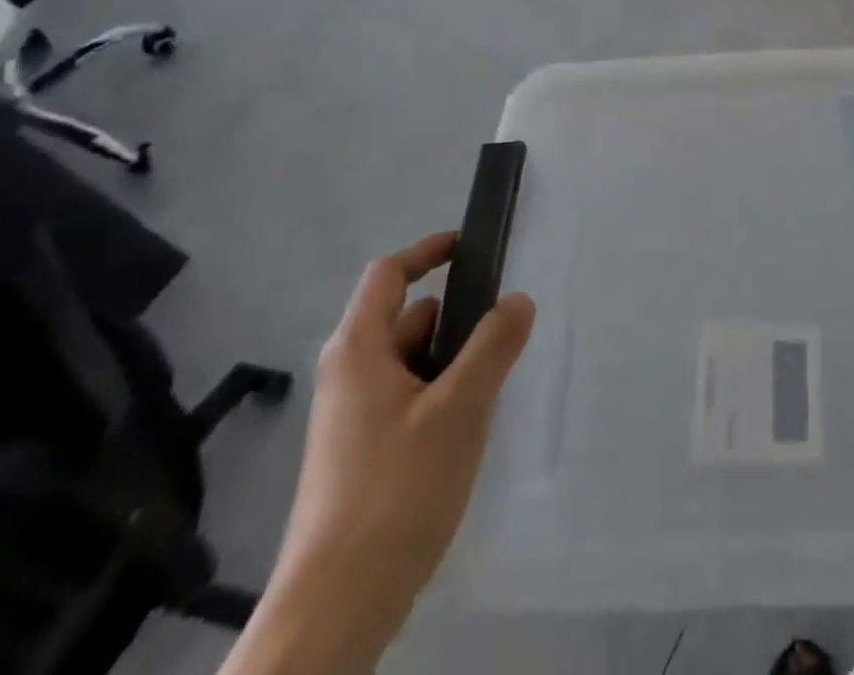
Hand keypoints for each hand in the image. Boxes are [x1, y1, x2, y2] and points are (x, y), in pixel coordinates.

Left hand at [237, 234, 534, 669]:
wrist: (335, 608)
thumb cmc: (395, 491)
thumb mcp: (459, 409)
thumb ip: (493, 346)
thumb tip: (518, 298)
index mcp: (358, 350)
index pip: (389, 274)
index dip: (429, 251)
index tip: (472, 246)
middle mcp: (348, 375)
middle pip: (407, 318)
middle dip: (456, 319)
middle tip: (503, 334)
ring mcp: (351, 418)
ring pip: (411, 363)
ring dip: (452, 363)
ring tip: (492, 388)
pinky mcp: (360, 455)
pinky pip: (407, 399)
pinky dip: (439, 397)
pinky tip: (466, 432)